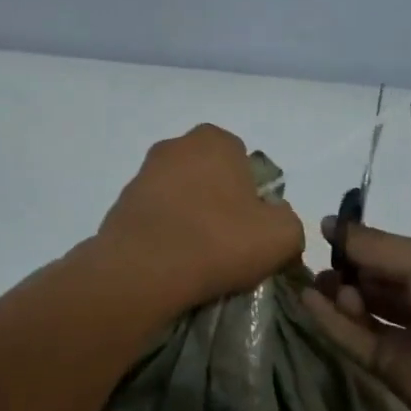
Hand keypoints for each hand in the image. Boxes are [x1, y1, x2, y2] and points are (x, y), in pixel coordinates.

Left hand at [93, 124, 307, 313]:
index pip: (245, 163)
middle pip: (210, 176)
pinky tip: (172, 260)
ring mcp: (143, 173)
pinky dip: (166, 232)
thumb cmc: (219, 240)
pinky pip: (156, 217)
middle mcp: (176, 146)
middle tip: (229, 242)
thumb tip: (275, 223)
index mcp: (216, 140)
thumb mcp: (282, 236)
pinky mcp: (121, 203)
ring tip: (198, 256)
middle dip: (220, 203)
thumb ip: (289, 221)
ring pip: (181, 196)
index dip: (253, 196)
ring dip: (190, 217)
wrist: (143, 269)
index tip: (252, 228)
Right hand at [302, 219, 410, 410]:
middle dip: (348, 270)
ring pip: (364, 311)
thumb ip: (373, 245)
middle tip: (321, 261)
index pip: (395, 255)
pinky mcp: (387, 366)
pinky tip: (307, 299)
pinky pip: (354, 338)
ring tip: (320, 282)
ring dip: (339, 294)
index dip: (364, 244)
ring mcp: (406, 337)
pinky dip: (330, 320)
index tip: (329, 232)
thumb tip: (327, 224)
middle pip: (377, 283)